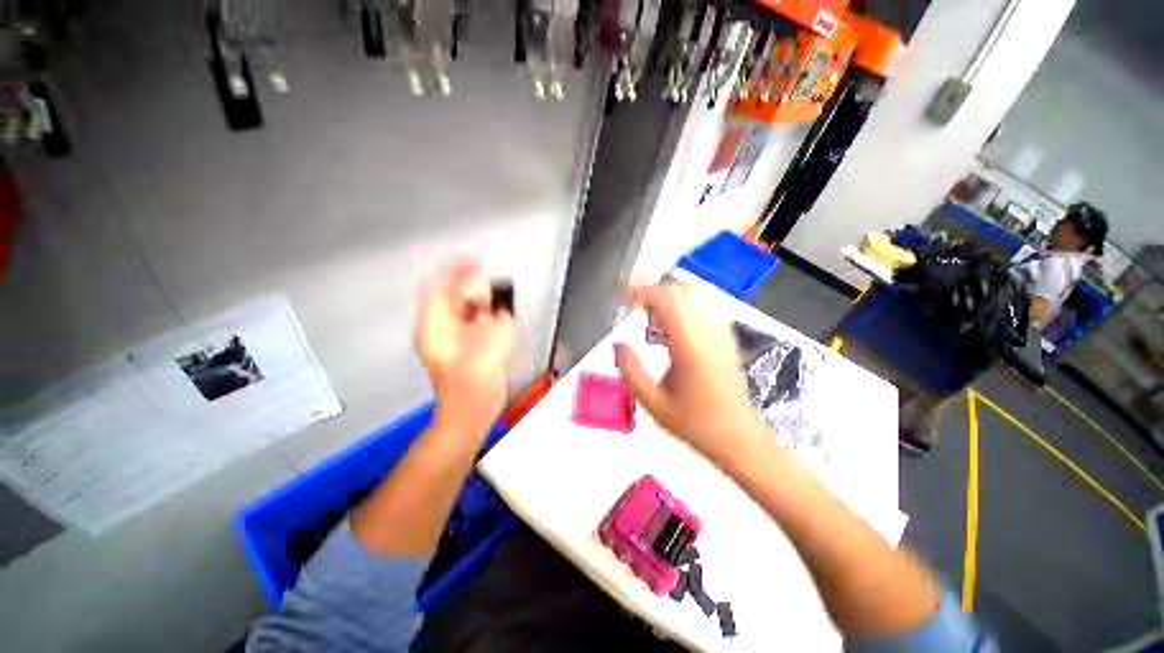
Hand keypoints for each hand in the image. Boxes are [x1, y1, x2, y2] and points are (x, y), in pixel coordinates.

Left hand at [416, 257, 514, 434]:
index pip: (439, 286)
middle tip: (490, 286)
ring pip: (460, 310)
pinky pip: (470, 323)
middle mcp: (438, 329)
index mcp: (436, 325)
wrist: (470, 413)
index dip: (456, 268)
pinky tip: (497, 321)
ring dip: (479, 303)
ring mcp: (449, 340)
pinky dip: (483, 317)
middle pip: (449, 296)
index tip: (475, 258)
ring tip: (496, 303)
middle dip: (470, 287)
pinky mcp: (461, 349)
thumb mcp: (490, 345)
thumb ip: (498, 321)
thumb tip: (500, 310)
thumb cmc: (474, 382)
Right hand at [615, 283, 765, 469]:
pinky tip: (671, 325)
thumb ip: (631, 372)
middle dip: (653, 291)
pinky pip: (702, 310)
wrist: (738, 438)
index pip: (666, 302)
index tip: (623, 295)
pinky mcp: (726, 340)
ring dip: (667, 298)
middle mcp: (707, 334)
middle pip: (680, 293)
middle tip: (632, 304)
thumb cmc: (695, 424)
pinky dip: (682, 307)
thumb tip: (617, 345)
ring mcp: (720, 335)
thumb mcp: (653, 403)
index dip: (642, 292)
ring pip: (693, 298)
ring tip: (648, 314)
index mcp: (689, 347)